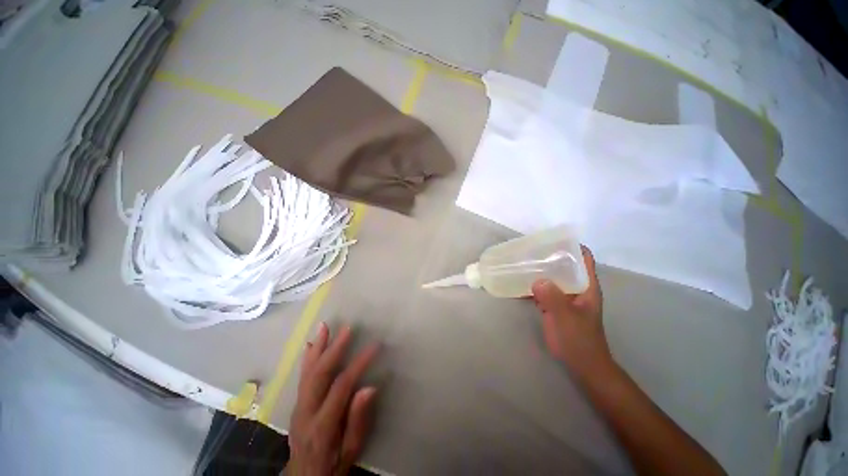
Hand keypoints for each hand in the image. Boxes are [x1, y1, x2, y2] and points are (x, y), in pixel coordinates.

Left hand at [288, 323, 378, 475]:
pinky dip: (308, 357)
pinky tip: (311, 344)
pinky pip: (302, 376)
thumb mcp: (350, 449)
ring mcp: (298, 406)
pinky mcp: (297, 403)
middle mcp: (306, 411)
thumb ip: (358, 420)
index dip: (358, 363)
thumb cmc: (332, 464)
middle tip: (347, 328)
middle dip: (334, 348)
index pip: (341, 386)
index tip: (374, 346)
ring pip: (308, 371)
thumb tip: (370, 387)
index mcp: (322, 425)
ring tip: (324, 326)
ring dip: (318, 347)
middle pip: (319, 374)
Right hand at [531, 246, 612, 379]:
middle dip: (549, 256)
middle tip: (530, 249)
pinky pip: (543, 289)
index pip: (584, 258)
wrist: (582, 363)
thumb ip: (553, 299)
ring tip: (522, 262)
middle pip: (565, 265)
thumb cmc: (579, 340)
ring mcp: (565, 297)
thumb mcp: (566, 319)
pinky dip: (533, 285)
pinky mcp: (555, 305)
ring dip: (540, 270)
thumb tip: (537, 280)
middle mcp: (576, 287)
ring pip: (553, 277)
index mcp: (586, 286)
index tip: (553, 239)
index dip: (572, 246)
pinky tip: (519, 282)